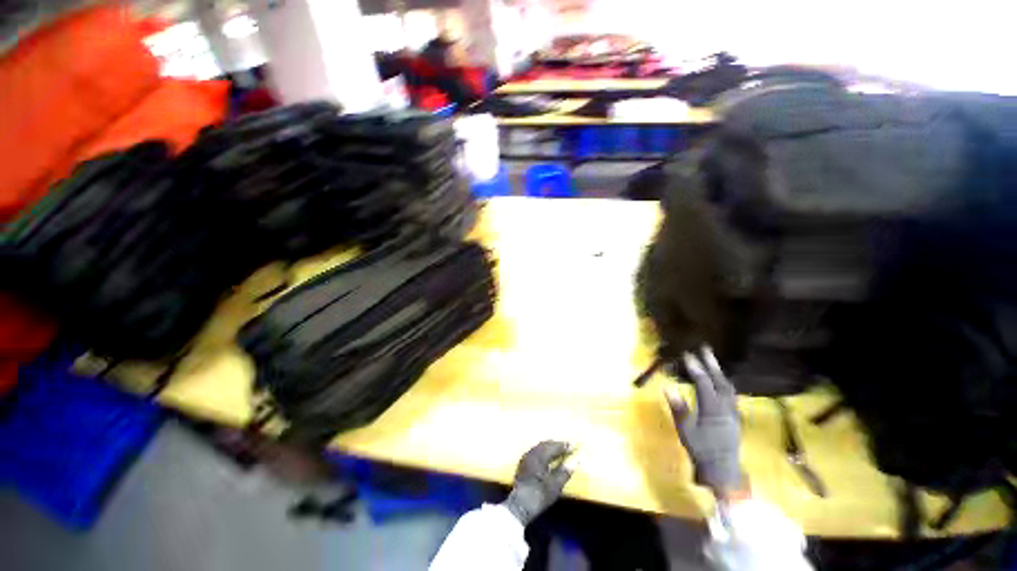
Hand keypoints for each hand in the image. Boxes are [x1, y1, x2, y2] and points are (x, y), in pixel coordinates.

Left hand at [502, 441, 574, 525]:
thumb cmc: (540, 495)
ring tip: (558, 450)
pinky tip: (547, 457)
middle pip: (546, 444)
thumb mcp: (556, 485)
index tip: (574, 445)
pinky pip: (535, 452)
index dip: (564, 446)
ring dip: (549, 447)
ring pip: (539, 447)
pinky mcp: (523, 464)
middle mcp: (532, 453)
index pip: (554, 446)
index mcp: (539, 455)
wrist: (520, 506)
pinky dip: (543, 452)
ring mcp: (526, 458)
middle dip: (556, 445)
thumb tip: (577, 460)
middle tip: (567, 446)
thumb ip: (566, 471)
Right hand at [664, 347, 741, 493]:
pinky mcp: (735, 415)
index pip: (704, 383)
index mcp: (712, 409)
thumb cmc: (700, 449)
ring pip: (728, 386)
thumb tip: (667, 387)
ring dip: (719, 371)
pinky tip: (719, 380)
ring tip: (711, 360)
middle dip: (711, 363)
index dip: (695, 368)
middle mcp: (726, 407)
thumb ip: (678, 407)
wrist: (723, 469)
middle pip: (720, 380)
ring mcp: (733, 411)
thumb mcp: (685, 429)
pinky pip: (731, 393)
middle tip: (705, 348)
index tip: (687, 354)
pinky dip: (724, 381)